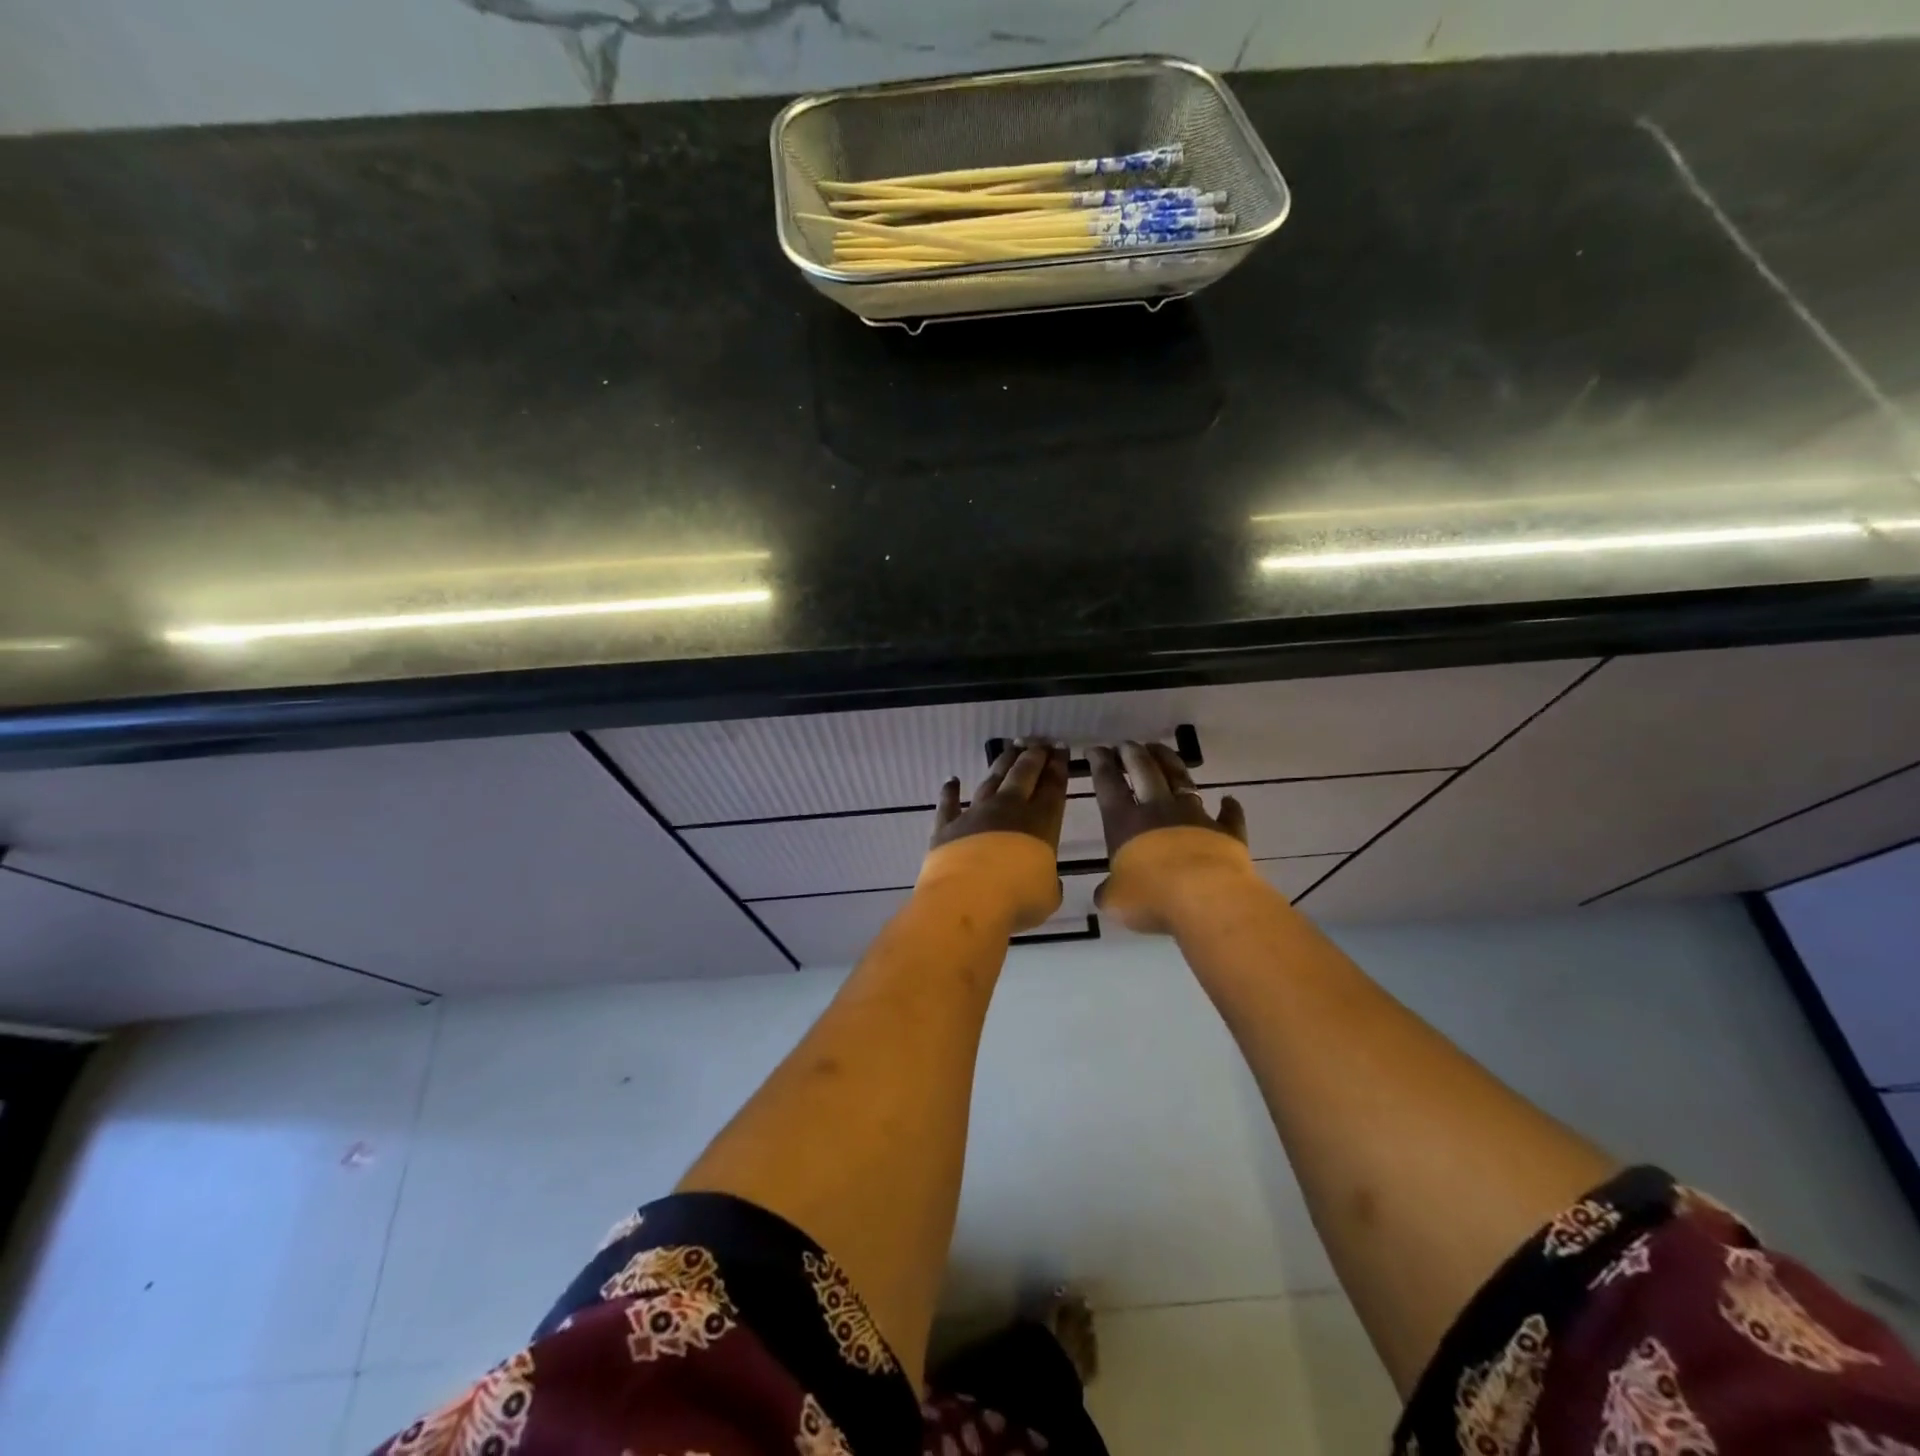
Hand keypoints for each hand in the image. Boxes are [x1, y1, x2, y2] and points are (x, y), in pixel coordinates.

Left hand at [921, 740, 1069, 932]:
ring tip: (1010, 749)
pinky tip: (951, 780)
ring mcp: (975, 814)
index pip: (1053, 786)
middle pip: (1023, 774)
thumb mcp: (1048, 895)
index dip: (1058, 765)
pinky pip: (948, 804)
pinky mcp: (947, 826)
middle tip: (1038, 742)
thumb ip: (1048, 882)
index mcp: (1040, 822)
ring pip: (991, 780)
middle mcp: (1008, 809)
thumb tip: (1045, 881)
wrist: (968, 900)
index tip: (1061, 748)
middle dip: (1033, 756)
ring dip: (1002, 763)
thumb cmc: (1018, 899)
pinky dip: (949, 791)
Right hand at [1087, 741, 1255, 934]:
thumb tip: (1107, 892)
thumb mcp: (1114, 900)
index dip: (1100, 764)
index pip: (1108, 784)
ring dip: (1169, 761)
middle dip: (1133, 754)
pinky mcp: (1226, 832)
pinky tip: (1229, 800)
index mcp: (1125, 822)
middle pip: (1144, 771)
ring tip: (1160, 749)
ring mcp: (1195, 817)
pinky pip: (1228, 816)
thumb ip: (1109, 891)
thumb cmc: (1151, 898)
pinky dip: (1229, 807)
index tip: (1096, 750)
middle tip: (1127, 744)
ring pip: (1181, 779)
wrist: (1206, 899)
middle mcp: (1158, 810)